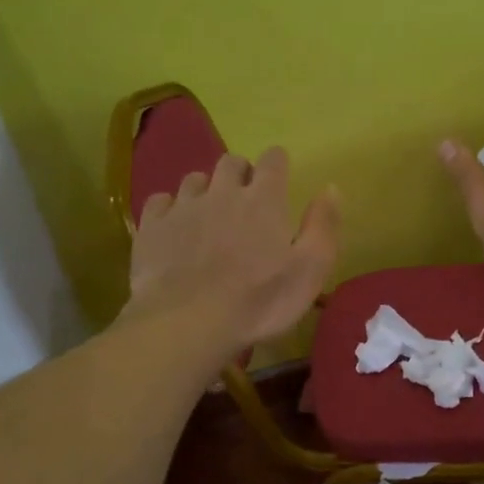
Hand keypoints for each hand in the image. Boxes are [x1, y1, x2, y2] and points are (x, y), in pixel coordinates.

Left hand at [123, 146, 339, 364]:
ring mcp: (183, 207)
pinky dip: (169, 208)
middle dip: (240, 172)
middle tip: (245, 198)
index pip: (273, 160)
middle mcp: (222, 192)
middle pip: (230, 162)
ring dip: (205, 190)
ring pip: (194, 179)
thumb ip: (323, 226)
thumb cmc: (259, 302)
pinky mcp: (152, 226)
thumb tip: (331, 188)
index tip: (279, 175)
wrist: (188, 322)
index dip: (277, 163)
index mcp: (263, 200)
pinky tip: (173, 227)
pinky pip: (160, 202)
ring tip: (209, 214)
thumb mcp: (309, 271)